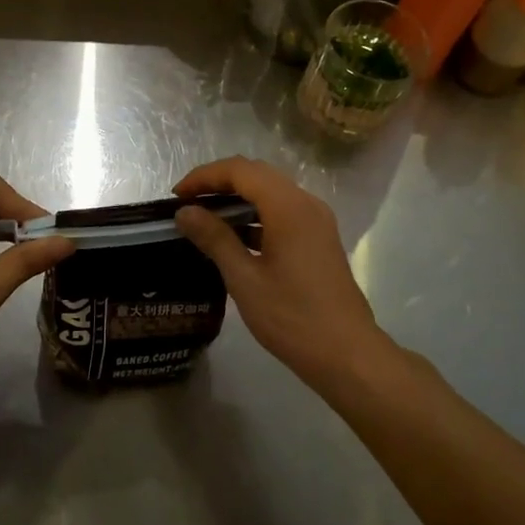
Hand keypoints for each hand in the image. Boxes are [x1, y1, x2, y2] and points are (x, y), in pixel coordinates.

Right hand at [173, 157, 390, 387]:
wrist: (347, 354)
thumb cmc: (292, 317)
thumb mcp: (244, 279)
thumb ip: (214, 239)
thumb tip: (185, 212)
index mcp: (289, 207)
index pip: (240, 170)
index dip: (204, 176)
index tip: (177, 196)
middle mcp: (306, 203)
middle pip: (257, 175)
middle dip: (219, 183)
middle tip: (187, 204)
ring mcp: (317, 221)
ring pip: (271, 192)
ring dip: (238, 198)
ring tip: (205, 219)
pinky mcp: (319, 239)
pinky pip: (283, 212)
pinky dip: (256, 215)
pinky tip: (235, 238)